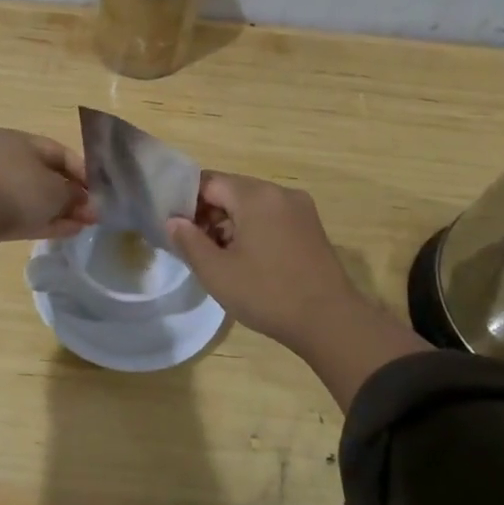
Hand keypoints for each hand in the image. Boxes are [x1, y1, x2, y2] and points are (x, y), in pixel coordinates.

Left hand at [0, 130, 96, 244]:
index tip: (98, 191)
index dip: (81, 171)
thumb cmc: (17, 189)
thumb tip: (84, 202)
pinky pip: (18, 214)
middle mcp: (4, 157)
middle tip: (92, 214)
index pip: (58, 151)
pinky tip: (64, 232)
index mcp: (19, 140)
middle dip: (70, 196)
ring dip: (58, 211)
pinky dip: (41, 221)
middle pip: (45, 176)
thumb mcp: (56, 190)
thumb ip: (75, 195)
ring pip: (32, 197)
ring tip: (81, 226)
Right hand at [165, 172, 428, 407]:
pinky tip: (249, 260)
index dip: (187, 202)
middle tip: (196, 247)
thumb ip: (189, 241)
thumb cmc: (267, 293)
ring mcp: (300, 209)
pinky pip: (272, 217)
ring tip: (221, 258)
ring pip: (252, 205)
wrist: (330, 322)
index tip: (177, 230)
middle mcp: (280, 192)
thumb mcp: (216, 272)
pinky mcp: (311, 228)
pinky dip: (254, 230)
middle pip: (232, 191)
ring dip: (232, 224)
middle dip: (209, 214)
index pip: (209, 182)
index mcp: (255, 196)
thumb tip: (173, 220)